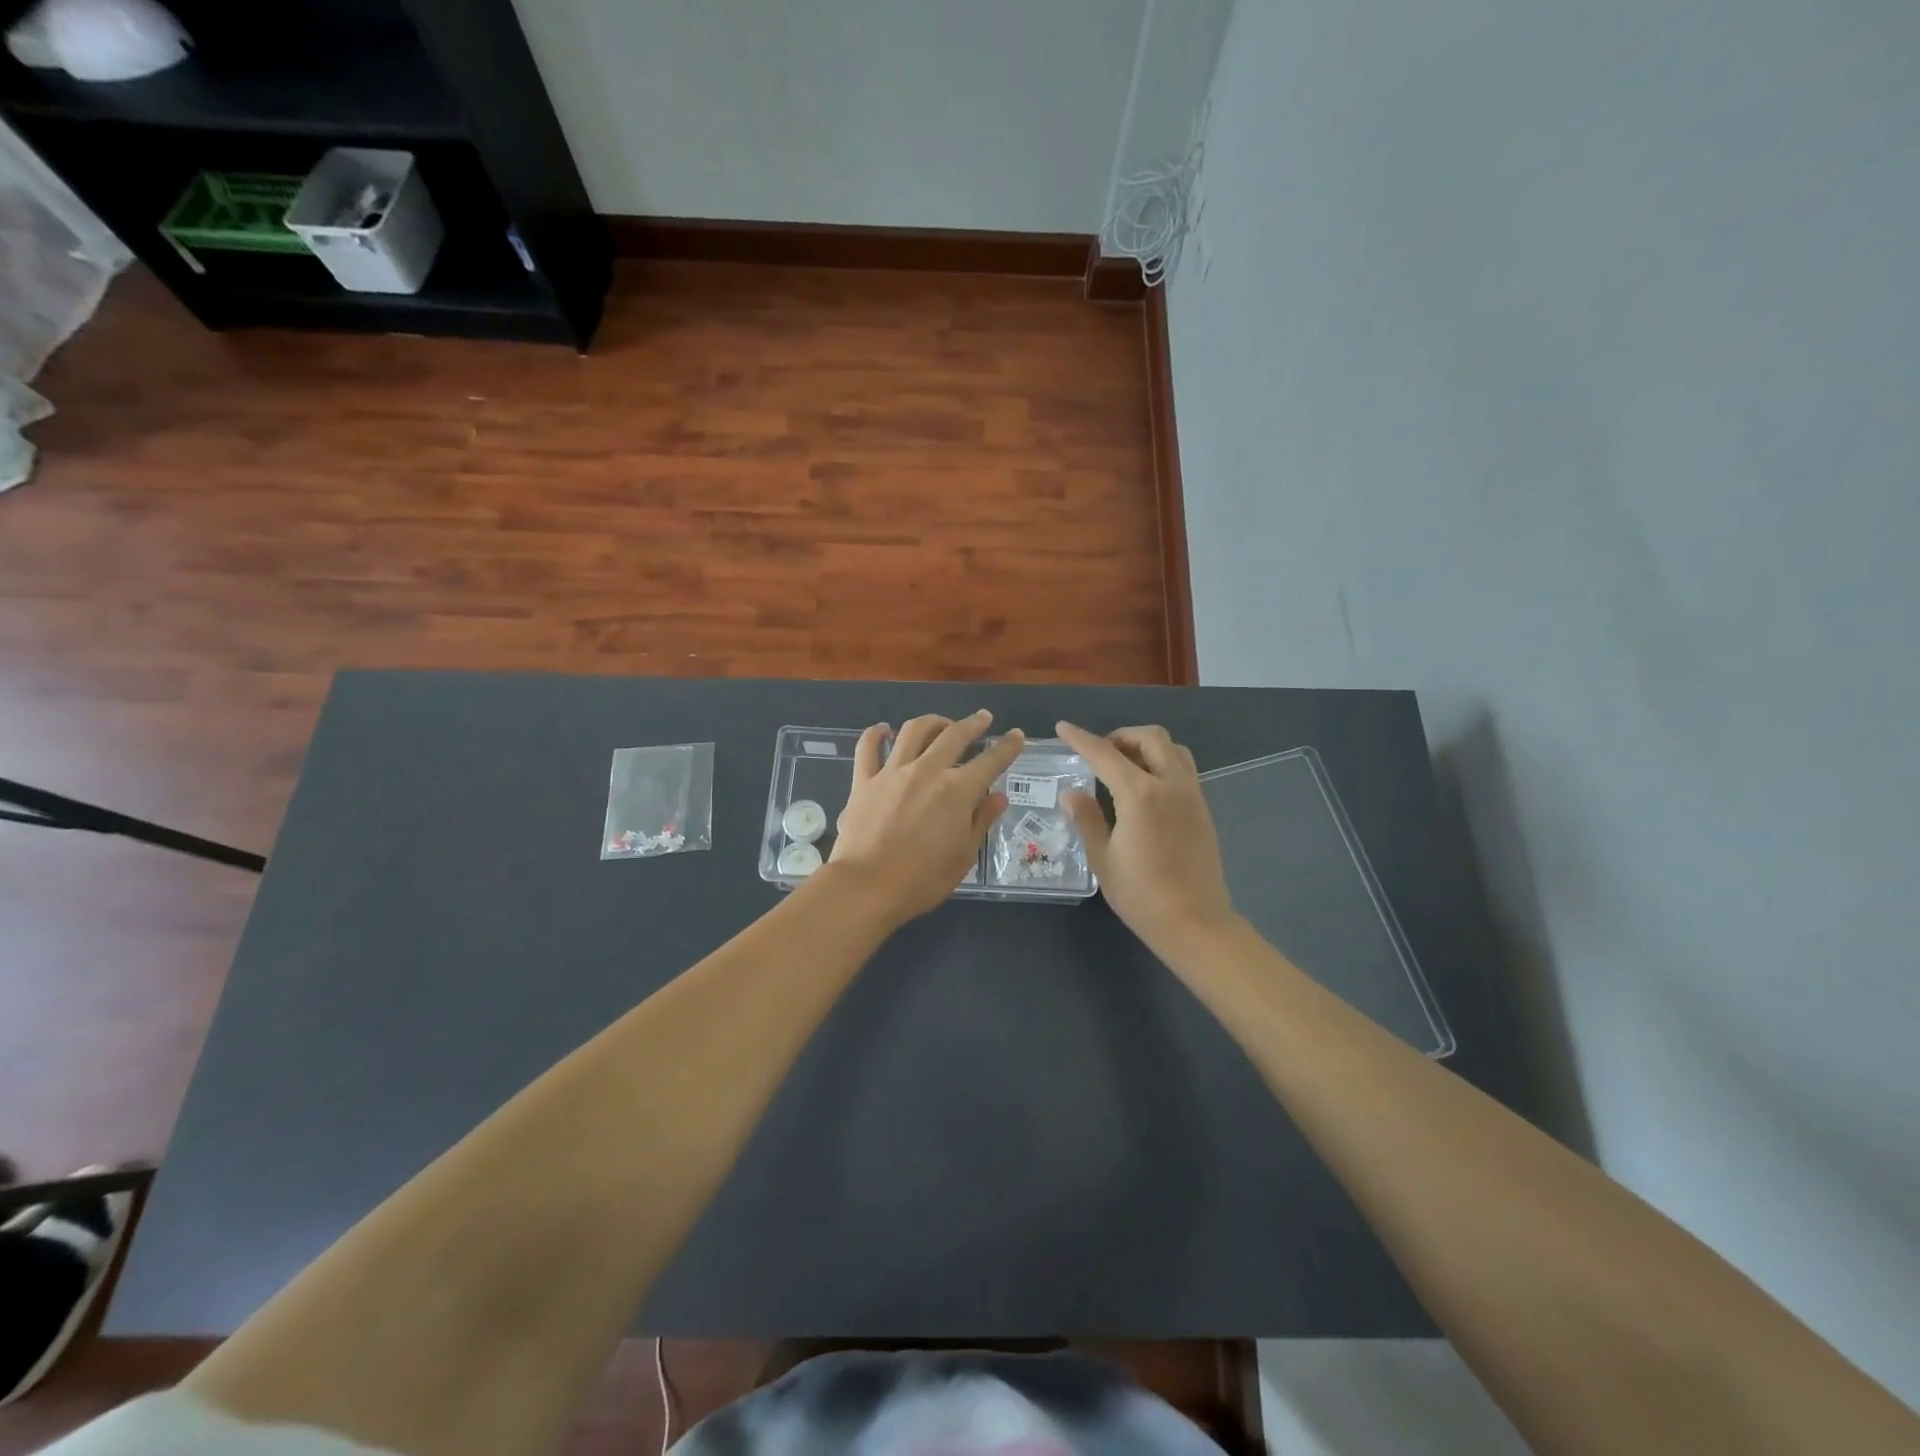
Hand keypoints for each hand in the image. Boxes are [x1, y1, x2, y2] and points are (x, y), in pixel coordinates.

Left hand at [826, 710, 1025, 926]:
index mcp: (957, 790)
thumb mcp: (964, 855)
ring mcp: (892, 772)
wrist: (866, 887)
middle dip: (973, 724)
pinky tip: (884, 730)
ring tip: (941, 723)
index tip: (1016, 735)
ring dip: (932, 722)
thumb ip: (981, 820)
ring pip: (914, 731)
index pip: (990, 761)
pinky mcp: (863, 780)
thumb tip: (998, 796)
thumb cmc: (922, 879)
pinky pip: (868, 747)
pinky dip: (876, 734)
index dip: (1007, 746)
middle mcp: (927, 771)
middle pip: (954, 735)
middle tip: (982, 718)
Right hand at [1056, 721, 1234, 955]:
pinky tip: (1146, 789)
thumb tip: (1071, 793)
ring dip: (1147, 746)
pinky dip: (1163, 763)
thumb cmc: (1141, 893)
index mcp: (1139, 793)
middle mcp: (1169, 784)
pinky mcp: (1202, 809)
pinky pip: (1184, 769)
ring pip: (1173, 749)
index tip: (1063, 728)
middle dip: (1121, 736)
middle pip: (1150, 737)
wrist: (1195, 922)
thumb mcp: (1103, 858)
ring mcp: (1191, 794)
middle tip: (1101, 753)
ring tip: (1126, 766)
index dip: (1080, 738)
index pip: (1104, 754)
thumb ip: (1087, 818)